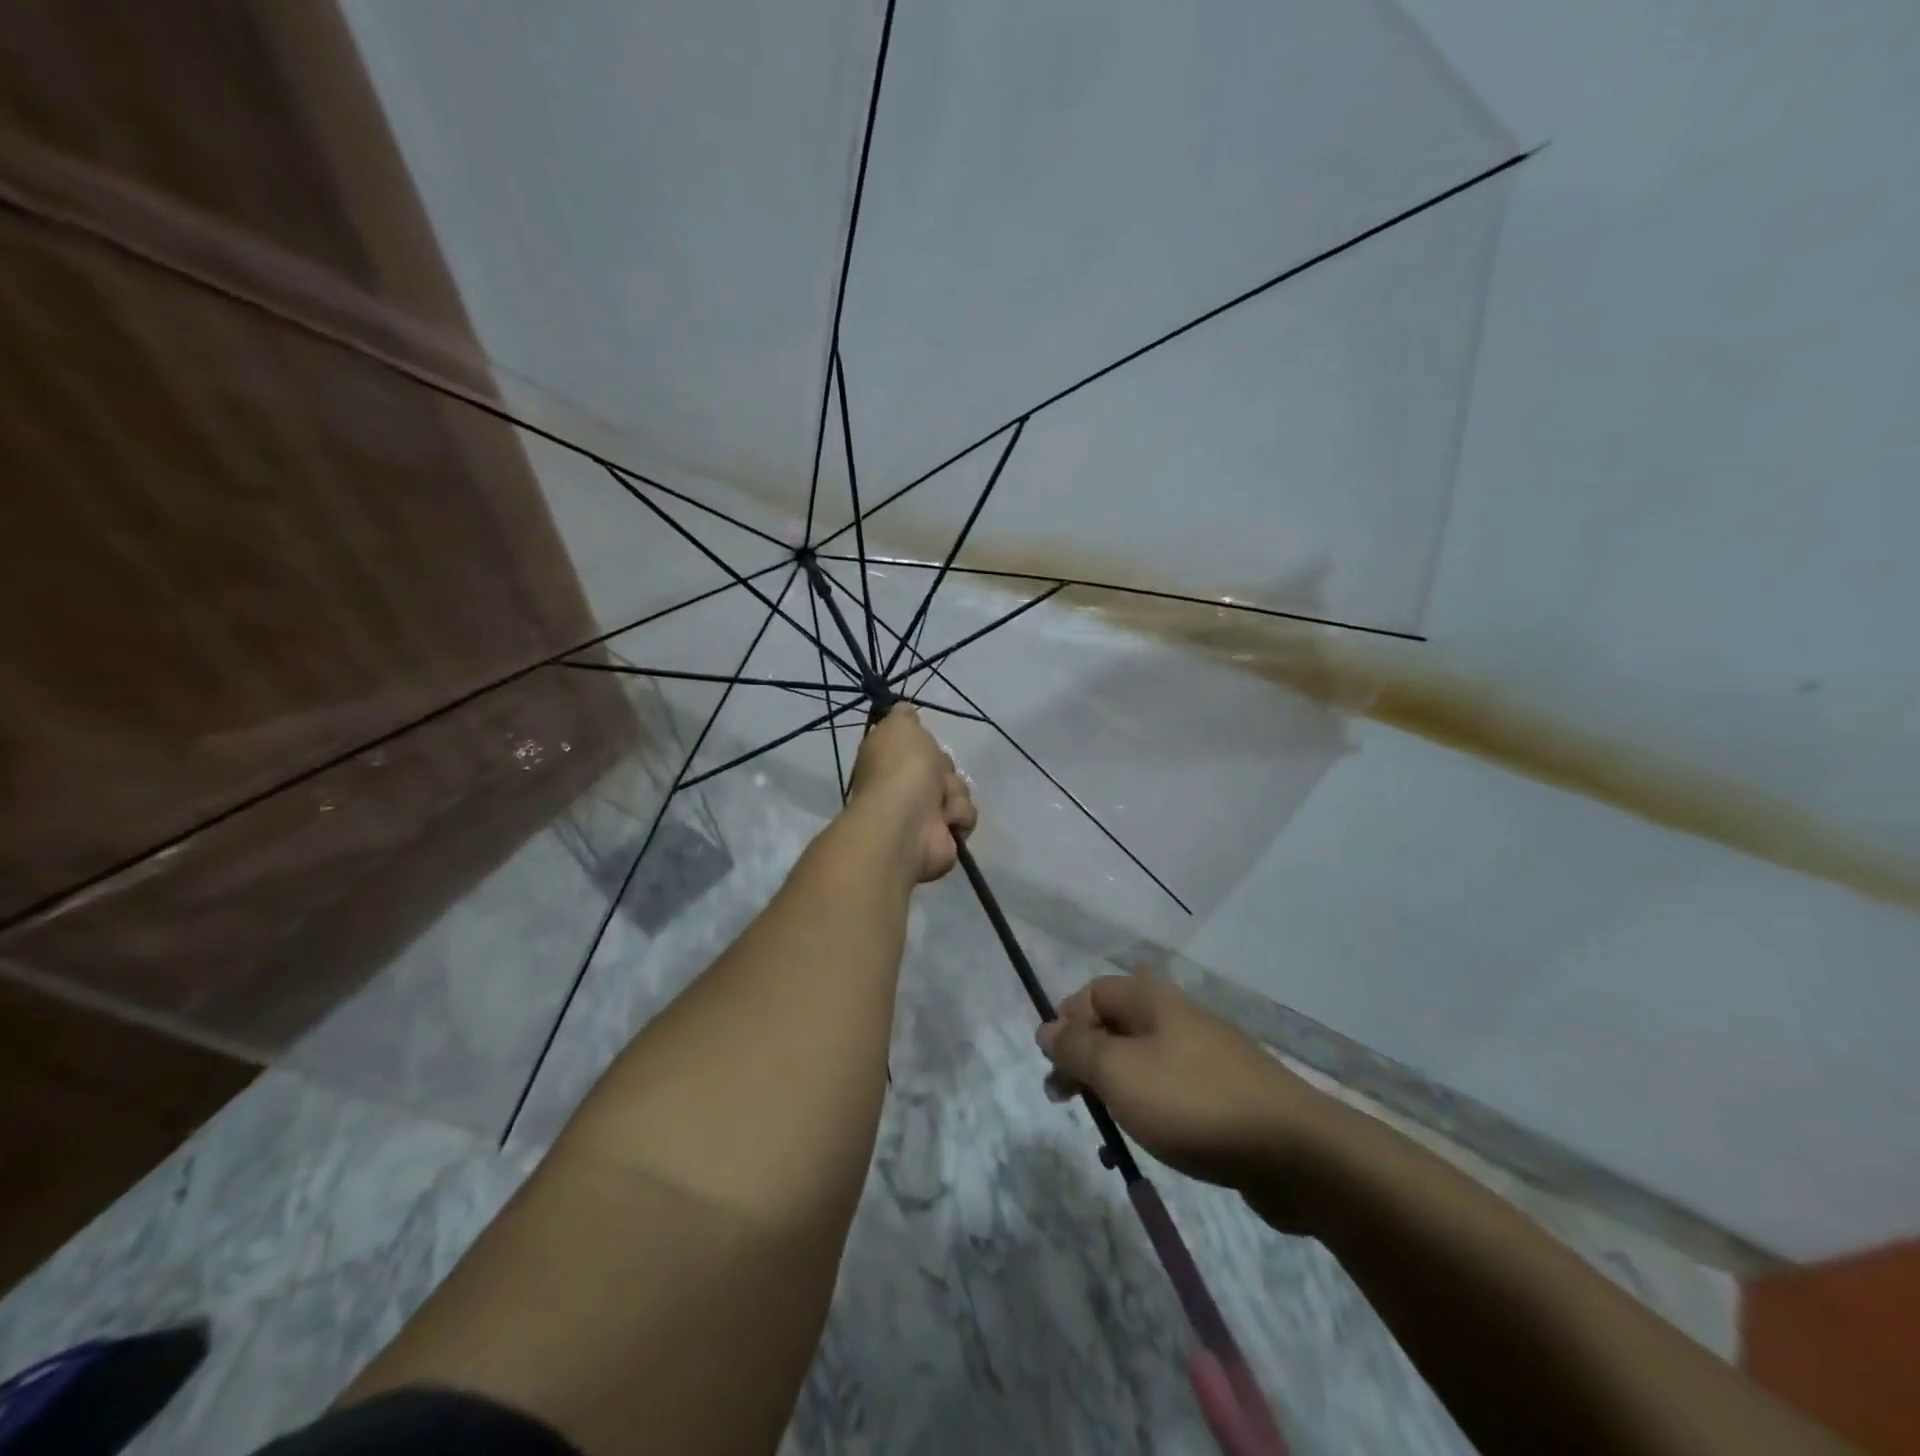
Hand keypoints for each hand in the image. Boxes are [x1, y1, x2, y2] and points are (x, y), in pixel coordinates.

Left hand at [846, 704, 976, 882]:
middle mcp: (905, 787)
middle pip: (943, 766)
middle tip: (933, 775)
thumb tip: (904, 709)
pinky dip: (958, 816)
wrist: (908, 822)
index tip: (924, 743)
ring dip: (954, 794)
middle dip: (944, 769)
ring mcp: (924, 814)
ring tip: (940, 803)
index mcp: (890, 761)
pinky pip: (965, 816)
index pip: (917, 746)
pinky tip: (946, 821)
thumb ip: (902, 715)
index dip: (925, 744)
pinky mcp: (944, 837)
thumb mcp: (899, 727)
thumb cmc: (901, 769)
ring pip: (959, 790)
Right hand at [1036, 975, 1340, 1224]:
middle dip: (1085, 1060)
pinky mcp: (1225, 1098)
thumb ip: (1077, 1048)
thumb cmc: (1193, 1102)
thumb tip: (1046, 1027)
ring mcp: (1206, 1059)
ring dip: (1113, 1092)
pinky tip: (1143, 1147)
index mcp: (1153, 1002)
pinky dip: (1149, 1114)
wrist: (1296, 1153)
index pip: (1094, 992)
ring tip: (1103, 1132)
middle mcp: (1178, 1020)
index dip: (1067, 1021)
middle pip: (1116, 1027)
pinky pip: (1171, 1095)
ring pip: (1142, 1065)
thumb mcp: (1119, 1072)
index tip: (1054, 1063)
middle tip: (1064, 1098)